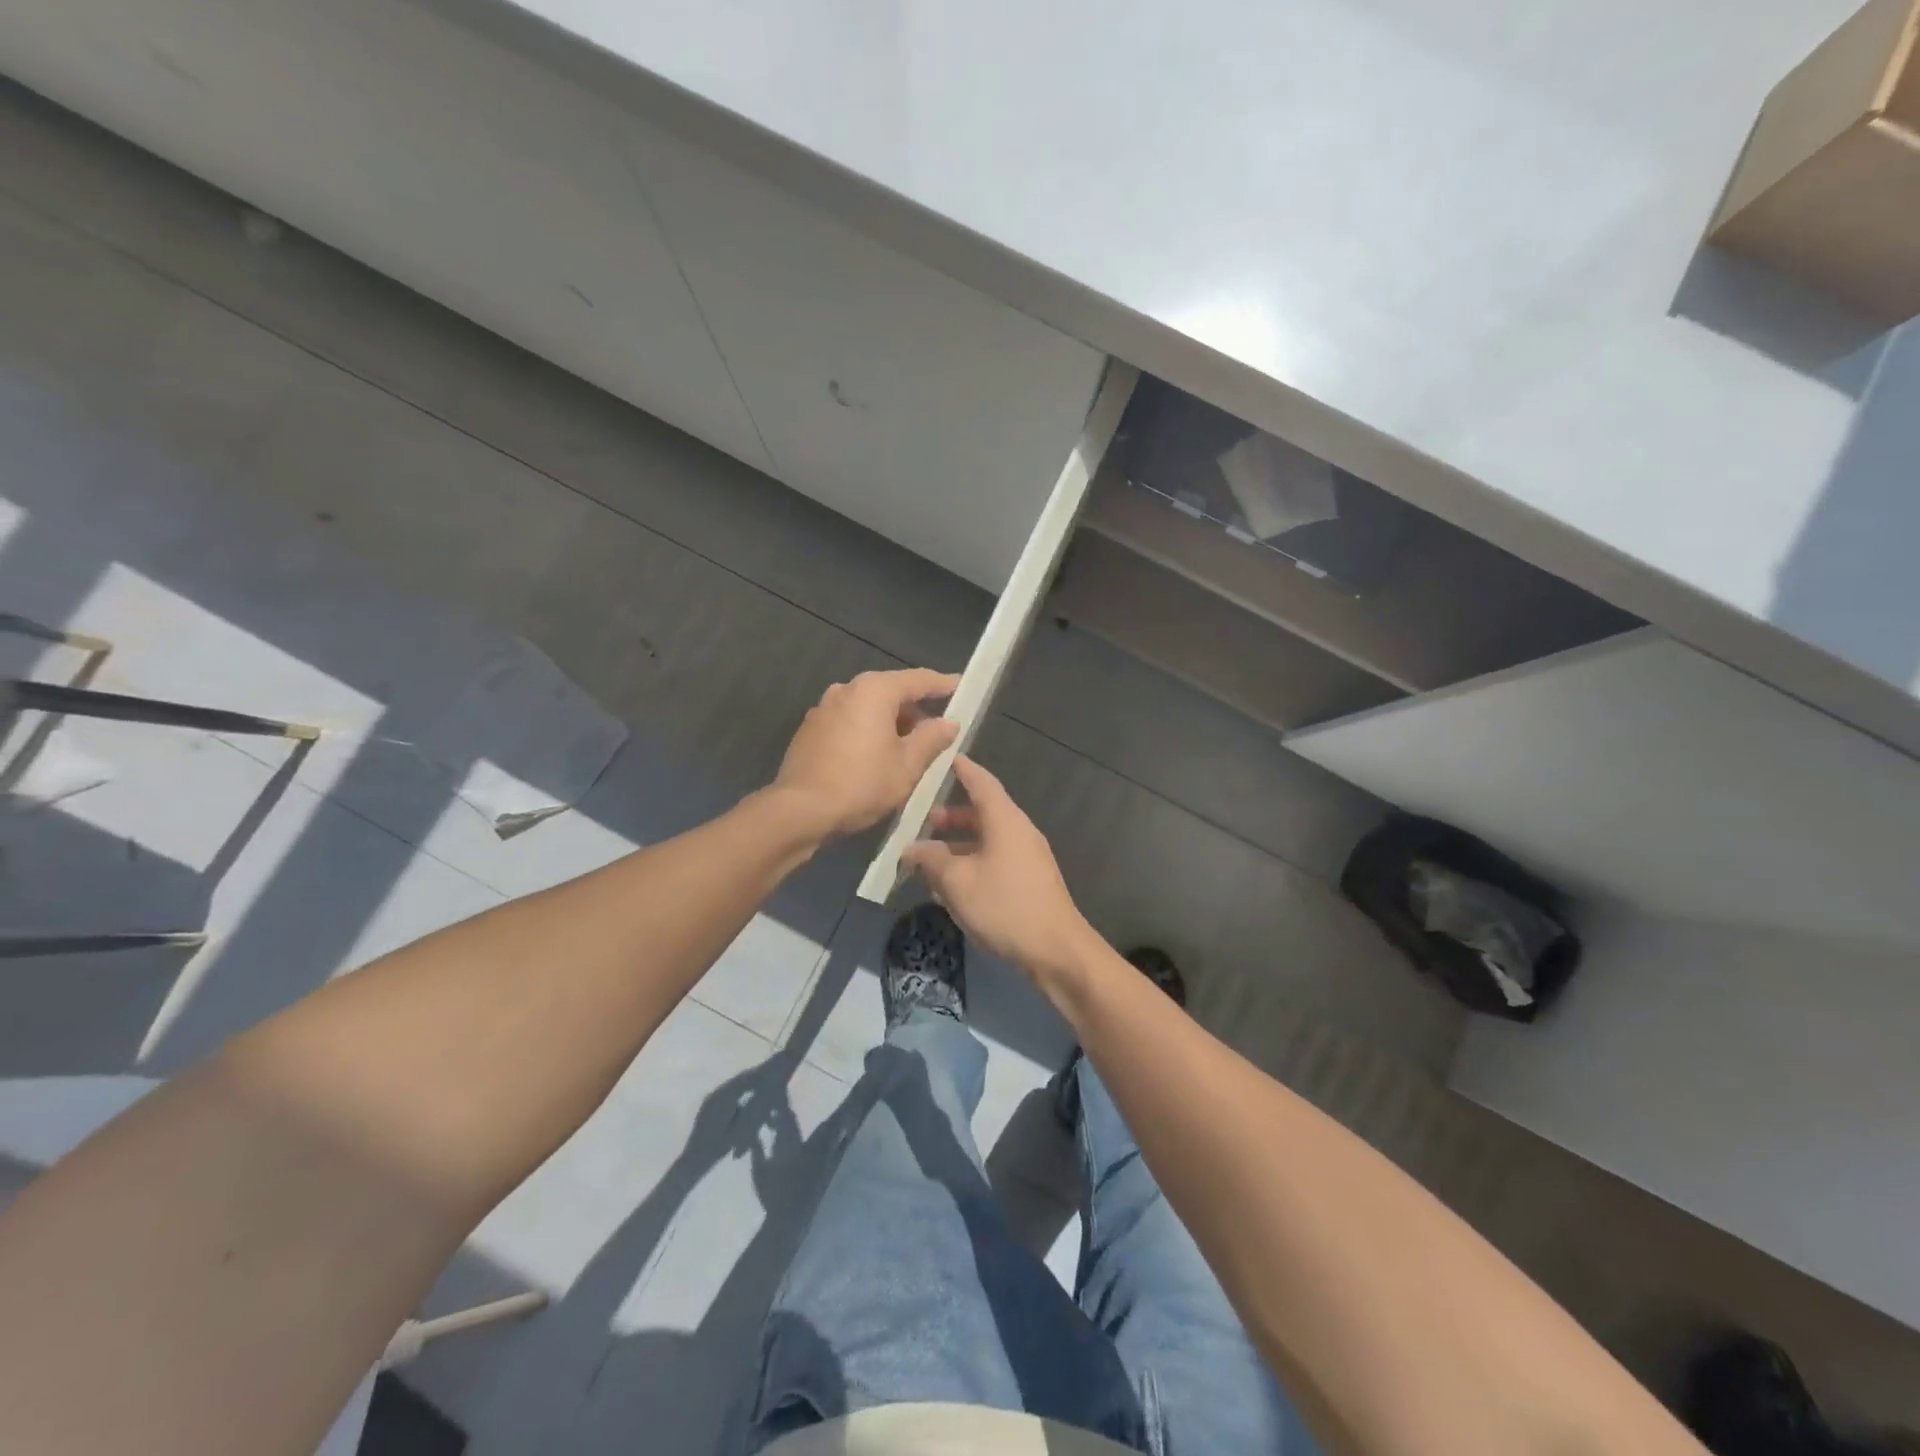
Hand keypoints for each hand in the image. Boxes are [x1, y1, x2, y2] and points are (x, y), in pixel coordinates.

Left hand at [771, 668, 959, 837]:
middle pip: (890, 692)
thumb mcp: (908, 765)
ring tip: (907, 751)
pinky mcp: (809, 730)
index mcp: (874, 690)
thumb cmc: (862, 783)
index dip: (943, 684)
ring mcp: (823, 709)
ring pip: (867, 708)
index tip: (961, 687)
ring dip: (889, 724)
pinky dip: (866, 733)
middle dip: (915, 710)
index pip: (918, 680)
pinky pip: (848, 723)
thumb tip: (949, 723)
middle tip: (936, 732)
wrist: (801, 810)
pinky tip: (874, 759)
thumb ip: (932, 738)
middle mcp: (846, 690)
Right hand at [902, 755, 1098, 989]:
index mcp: (1004, 820)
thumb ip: (930, 859)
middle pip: (982, 811)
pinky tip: (951, 886)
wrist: (1055, 950)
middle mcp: (1018, 831)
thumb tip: (911, 848)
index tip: (943, 758)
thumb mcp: (957, 881)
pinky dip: (972, 862)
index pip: (981, 781)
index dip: (961, 769)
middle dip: (951, 815)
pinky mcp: (1029, 880)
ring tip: (929, 859)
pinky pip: (995, 859)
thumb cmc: (1004, 906)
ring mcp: (1027, 856)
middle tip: (922, 821)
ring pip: (987, 839)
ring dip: (958, 844)